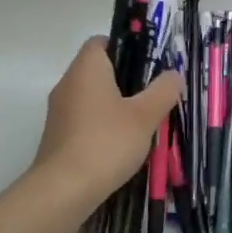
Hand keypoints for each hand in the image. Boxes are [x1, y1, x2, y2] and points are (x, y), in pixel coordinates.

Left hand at [34, 38, 182, 213]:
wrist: (63, 191)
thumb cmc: (106, 142)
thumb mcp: (145, 115)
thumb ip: (163, 90)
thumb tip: (174, 74)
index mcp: (86, 69)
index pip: (100, 42)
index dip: (124, 46)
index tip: (147, 63)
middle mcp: (67, 84)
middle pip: (97, 69)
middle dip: (125, 78)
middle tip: (153, 92)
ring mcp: (59, 112)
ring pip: (91, 96)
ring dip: (114, 104)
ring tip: (142, 120)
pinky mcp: (58, 137)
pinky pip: (84, 119)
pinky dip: (102, 124)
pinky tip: (121, 143)